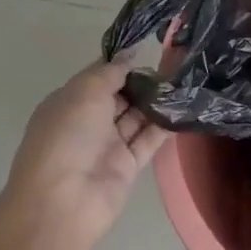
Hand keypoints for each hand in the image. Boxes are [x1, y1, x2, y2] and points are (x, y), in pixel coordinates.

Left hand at [0, 57, 169, 249]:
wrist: (64, 201)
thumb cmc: (68, 136)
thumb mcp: (85, 91)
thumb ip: (111, 71)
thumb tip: (130, 53)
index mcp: (69, 102)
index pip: (99, 77)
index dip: (122, 63)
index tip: (150, 49)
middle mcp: (88, 122)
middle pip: (121, 96)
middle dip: (144, 81)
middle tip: (176, 63)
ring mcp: (108, 145)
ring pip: (137, 117)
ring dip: (157, 101)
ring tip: (186, 81)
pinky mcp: (128, 165)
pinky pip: (149, 140)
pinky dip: (165, 125)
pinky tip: (185, 107)